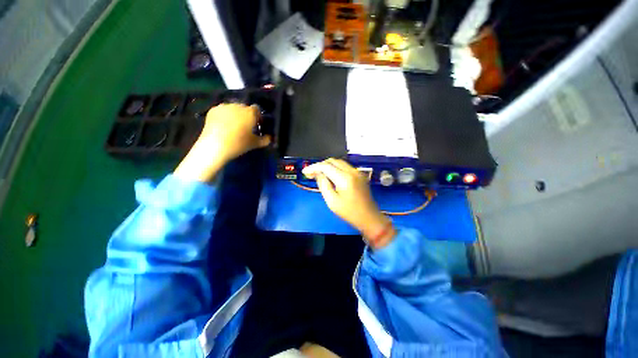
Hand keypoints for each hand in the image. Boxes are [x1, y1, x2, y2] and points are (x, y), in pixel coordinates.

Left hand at [174, 104, 270, 181]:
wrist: (214, 146)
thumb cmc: (237, 145)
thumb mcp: (252, 144)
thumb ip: (263, 140)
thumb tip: (269, 138)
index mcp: (250, 112)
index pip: (256, 110)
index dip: (256, 116)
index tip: (254, 125)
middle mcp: (238, 105)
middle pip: (243, 108)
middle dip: (243, 115)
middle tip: (241, 127)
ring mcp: (225, 106)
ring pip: (231, 109)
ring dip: (231, 115)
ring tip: (228, 127)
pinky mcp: (213, 110)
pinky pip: (220, 111)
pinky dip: (220, 116)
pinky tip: (218, 126)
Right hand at [303, 159, 395, 248]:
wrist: (369, 217)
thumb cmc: (349, 212)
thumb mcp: (332, 201)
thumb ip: (323, 185)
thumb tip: (318, 174)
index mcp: (345, 178)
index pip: (326, 166)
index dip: (314, 167)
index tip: (305, 172)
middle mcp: (352, 171)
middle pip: (333, 161)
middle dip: (320, 165)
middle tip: (311, 173)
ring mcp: (357, 172)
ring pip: (339, 162)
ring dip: (328, 166)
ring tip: (318, 174)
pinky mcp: (360, 175)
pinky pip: (345, 167)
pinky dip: (335, 169)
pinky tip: (330, 176)